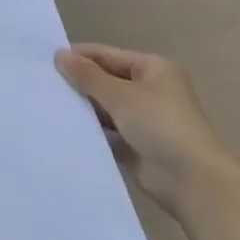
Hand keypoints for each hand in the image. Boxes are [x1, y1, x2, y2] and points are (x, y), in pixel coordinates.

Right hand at [56, 43, 230, 214]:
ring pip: (108, 108)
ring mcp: (146, 121)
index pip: (109, 55)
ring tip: (51, 106)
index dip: (81, 56)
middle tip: (46, 84)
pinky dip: (94, 132)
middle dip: (82, 83)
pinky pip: (111, 133)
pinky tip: (68, 130)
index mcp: (153, 68)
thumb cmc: (160, 125)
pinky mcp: (140, 148)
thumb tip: (59, 54)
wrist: (194, 184)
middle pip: (108, 80)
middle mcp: (151, 91)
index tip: (49, 60)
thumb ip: (88, 76)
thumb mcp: (121, 95)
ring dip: (86, 108)